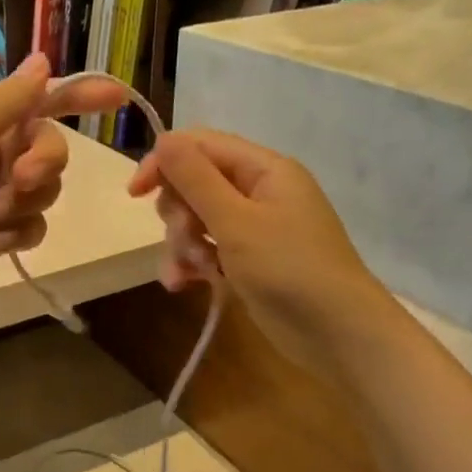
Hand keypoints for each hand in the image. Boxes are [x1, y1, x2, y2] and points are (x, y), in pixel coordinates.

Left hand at [0, 55, 127, 321]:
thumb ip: (6, 101)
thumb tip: (44, 60)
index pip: (32, 98)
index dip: (75, 95)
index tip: (116, 98)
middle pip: (46, 147)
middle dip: (42, 162)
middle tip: (20, 180)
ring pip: (42, 191)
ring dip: (21, 204)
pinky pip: (29, 227)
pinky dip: (16, 233)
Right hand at [129, 129, 390, 364]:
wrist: (336, 333)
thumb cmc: (289, 269)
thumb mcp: (236, 221)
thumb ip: (196, 179)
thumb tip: (163, 138)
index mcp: (264, 169)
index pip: (201, 146)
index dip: (164, 163)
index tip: (135, 194)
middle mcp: (258, 191)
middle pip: (194, 184)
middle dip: (179, 214)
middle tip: (186, 241)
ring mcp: (253, 228)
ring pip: (196, 220)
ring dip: (182, 245)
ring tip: (190, 273)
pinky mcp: (247, 261)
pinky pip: (206, 249)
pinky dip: (192, 264)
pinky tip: (184, 285)